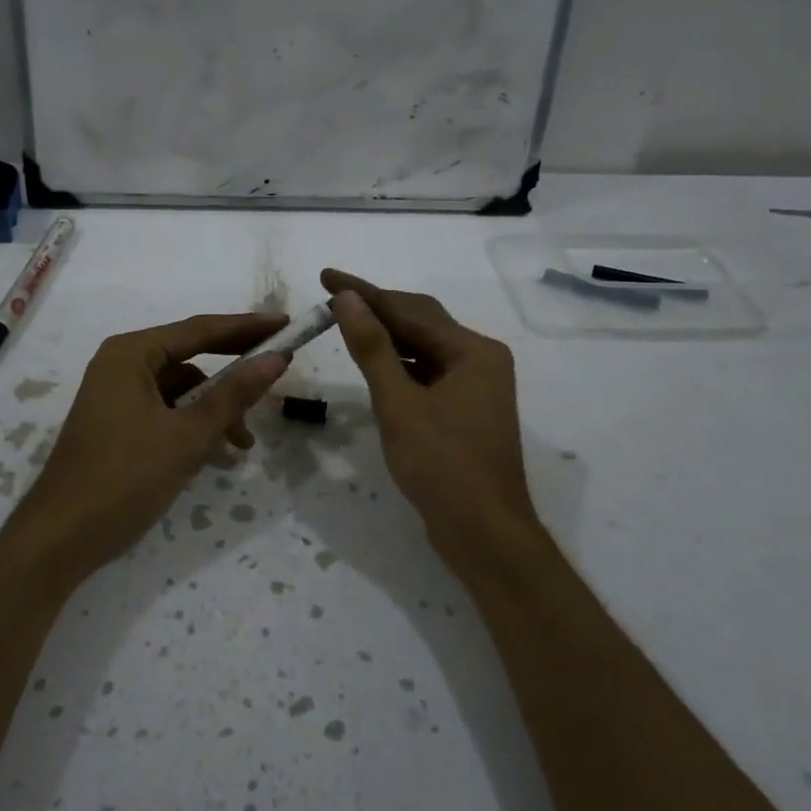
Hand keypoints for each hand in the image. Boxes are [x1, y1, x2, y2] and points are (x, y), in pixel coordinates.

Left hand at [9, 313, 288, 582]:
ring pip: (181, 389)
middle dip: (233, 372)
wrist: (60, 538)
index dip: (247, 328)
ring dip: (215, 409)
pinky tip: (216, 452)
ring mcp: (117, 395)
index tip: (286, 325)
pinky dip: (193, 425)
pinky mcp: (118, 424)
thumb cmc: (124, 478)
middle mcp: (121, 364)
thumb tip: (277, 358)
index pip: (200, 330)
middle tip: (277, 373)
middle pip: (190, 357)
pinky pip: (166, 411)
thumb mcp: (187, 436)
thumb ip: (234, 395)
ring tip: (242, 443)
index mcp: (131, 354)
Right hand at [321, 269, 542, 576]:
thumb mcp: (399, 403)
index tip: (325, 276)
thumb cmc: (442, 466)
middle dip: (375, 308)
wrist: (484, 533)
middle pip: (421, 321)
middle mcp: (480, 359)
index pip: (408, 310)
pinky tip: (374, 362)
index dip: (364, 292)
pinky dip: (399, 364)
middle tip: (330, 297)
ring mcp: (476, 385)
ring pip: (424, 347)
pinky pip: (428, 371)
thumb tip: (346, 298)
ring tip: (345, 323)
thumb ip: (372, 348)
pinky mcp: (466, 408)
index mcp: (473, 351)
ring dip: (386, 336)